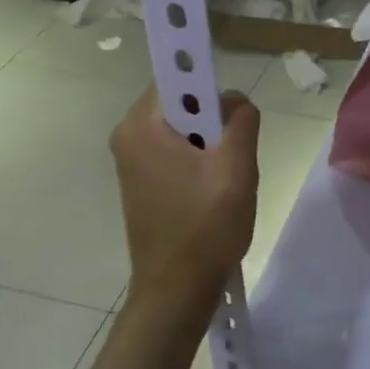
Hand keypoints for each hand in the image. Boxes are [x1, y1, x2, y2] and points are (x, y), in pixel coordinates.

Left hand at [110, 87, 259, 304]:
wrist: (177, 289)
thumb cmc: (206, 226)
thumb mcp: (237, 167)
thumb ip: (242, 121)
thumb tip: (237, 102)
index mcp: (141, 126)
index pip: (177, 79)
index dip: (210, 88)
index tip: (235, 116)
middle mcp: (127, 137)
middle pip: (182, 106)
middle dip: (215, 123)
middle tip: (235, 155)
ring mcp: (132, 163)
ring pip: (183, 132)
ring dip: (211, 146)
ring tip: (227, 179)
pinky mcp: (142, 184)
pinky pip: (176, 155)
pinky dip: (200, 164)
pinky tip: (215, 193)